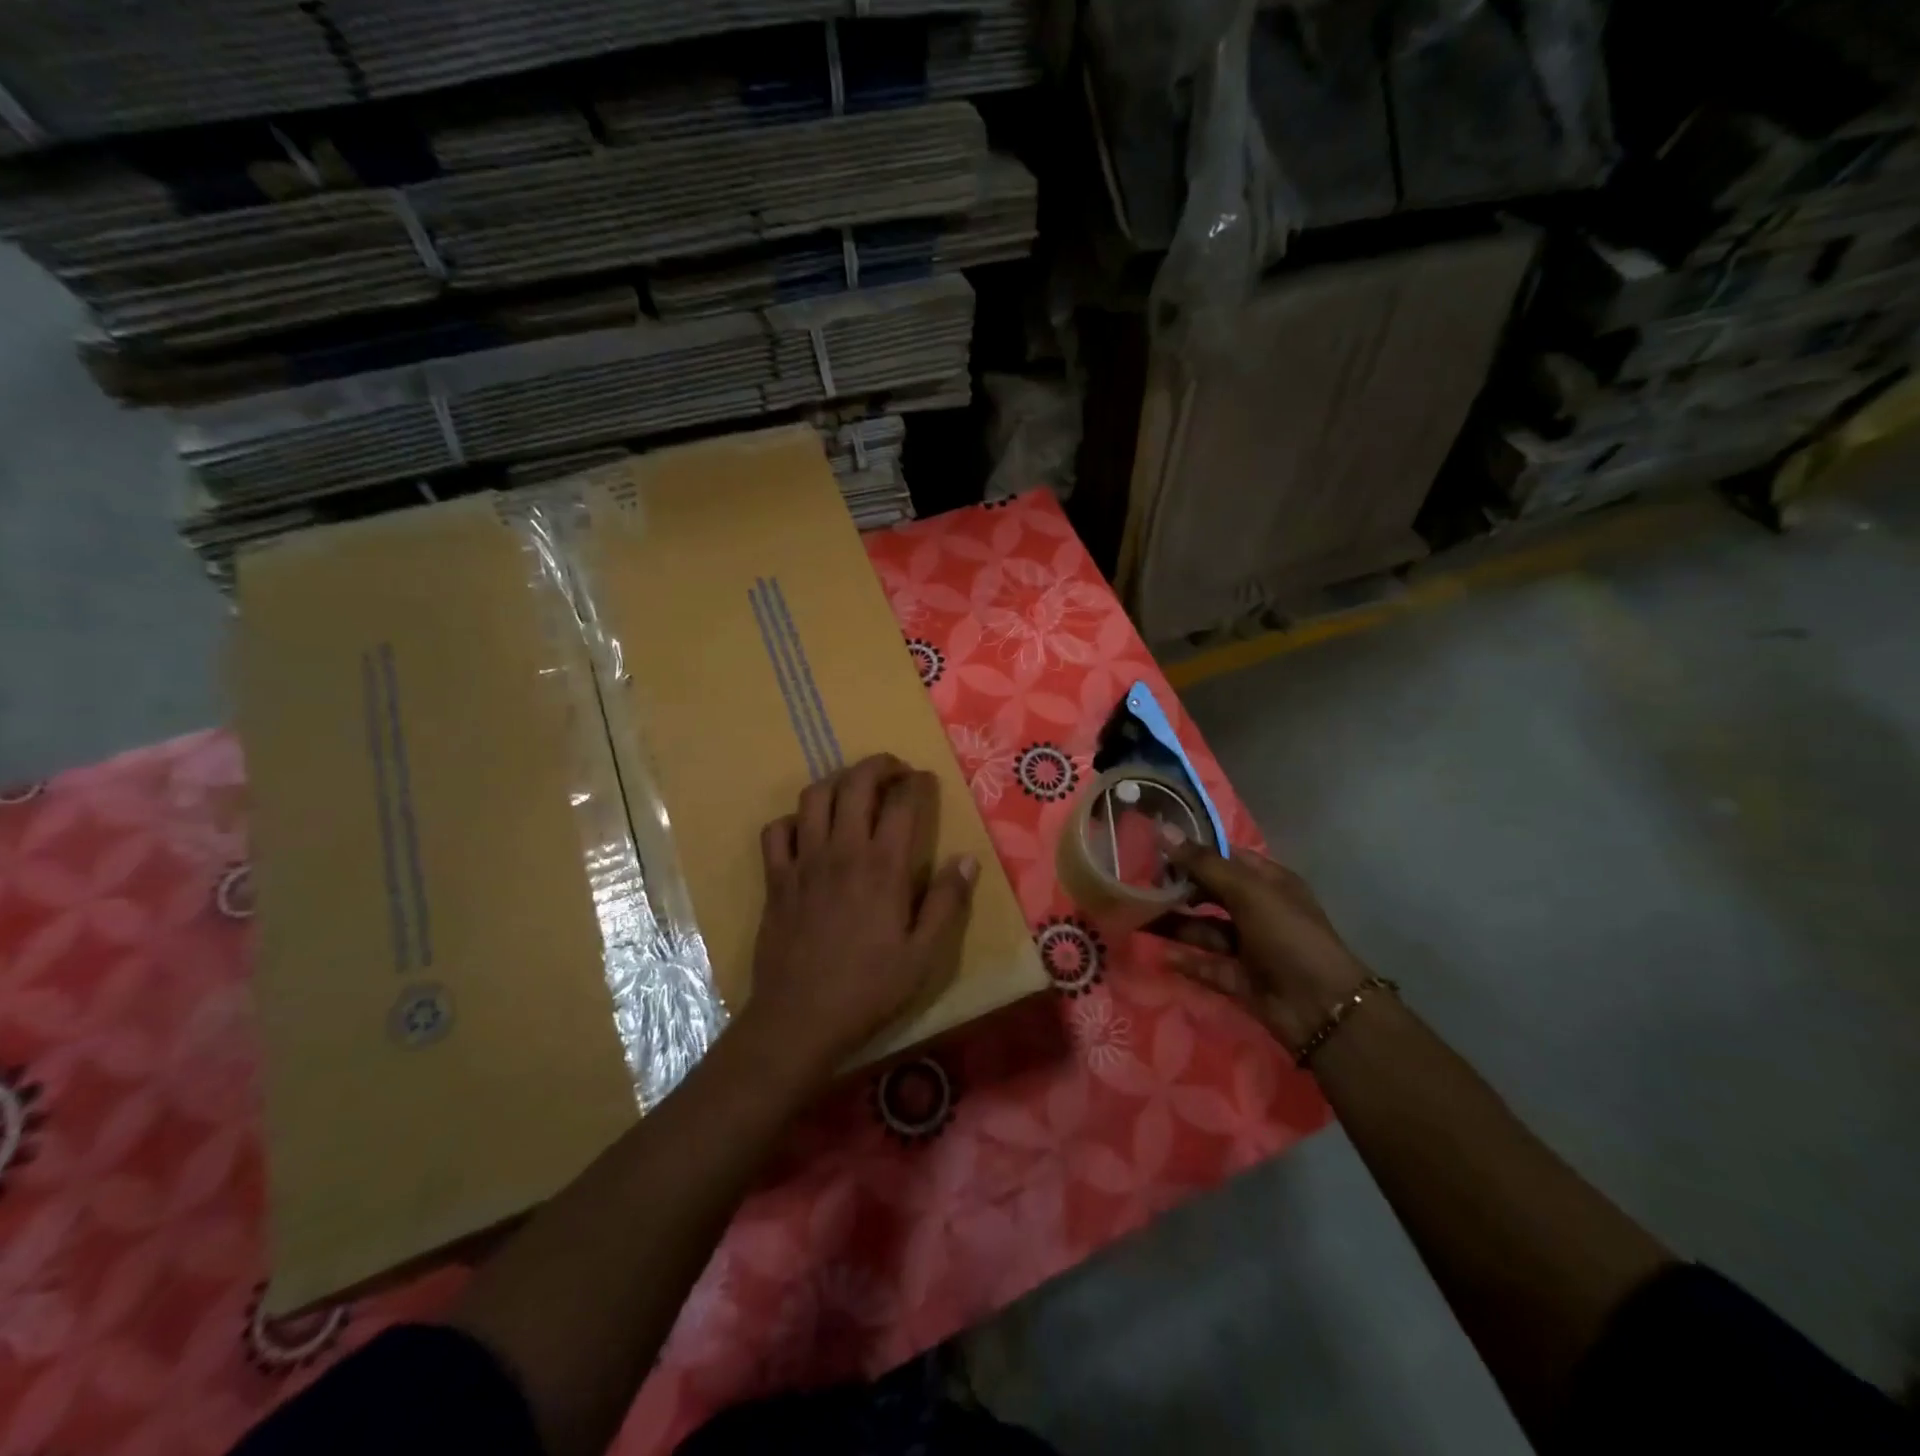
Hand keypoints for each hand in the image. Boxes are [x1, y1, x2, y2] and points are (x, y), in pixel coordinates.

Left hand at [743, 753, 977, 1082]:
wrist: (800, 1018)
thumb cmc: (869, 988)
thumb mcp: (924, 955)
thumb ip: (947, 903)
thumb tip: (967, 859)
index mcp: (883, 867)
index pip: (903, 803)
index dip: (917, 783)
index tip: (926, 780)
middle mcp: (842, 851)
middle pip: (856, 783)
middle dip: (878, 765)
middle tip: (894, 771)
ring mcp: (804, 862)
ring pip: (814, 796)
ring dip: (837, 781)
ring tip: (853, 789)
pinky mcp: (776, 878)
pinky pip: (776, 830)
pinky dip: (793, 819)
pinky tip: (808, 830)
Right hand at [1149, 838, 1369, 1053]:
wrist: (1322, 1008)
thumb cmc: (1289, 936)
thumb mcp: (1248, 892)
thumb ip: (1204, 864)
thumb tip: (1164, 830)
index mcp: (1268, 882)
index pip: (1224, 858)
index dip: (1192, 852)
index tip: (1153, 849)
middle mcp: (1258, 910)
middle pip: (1211, 893)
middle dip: (1178, 889)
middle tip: (1139, 885)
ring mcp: (1249, 947)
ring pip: (1205, 929)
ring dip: (1175, 924)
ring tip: (1138, 918)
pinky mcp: (1240, 979)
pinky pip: (1207, 965)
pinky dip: (1187, 961)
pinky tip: (1160, 955)